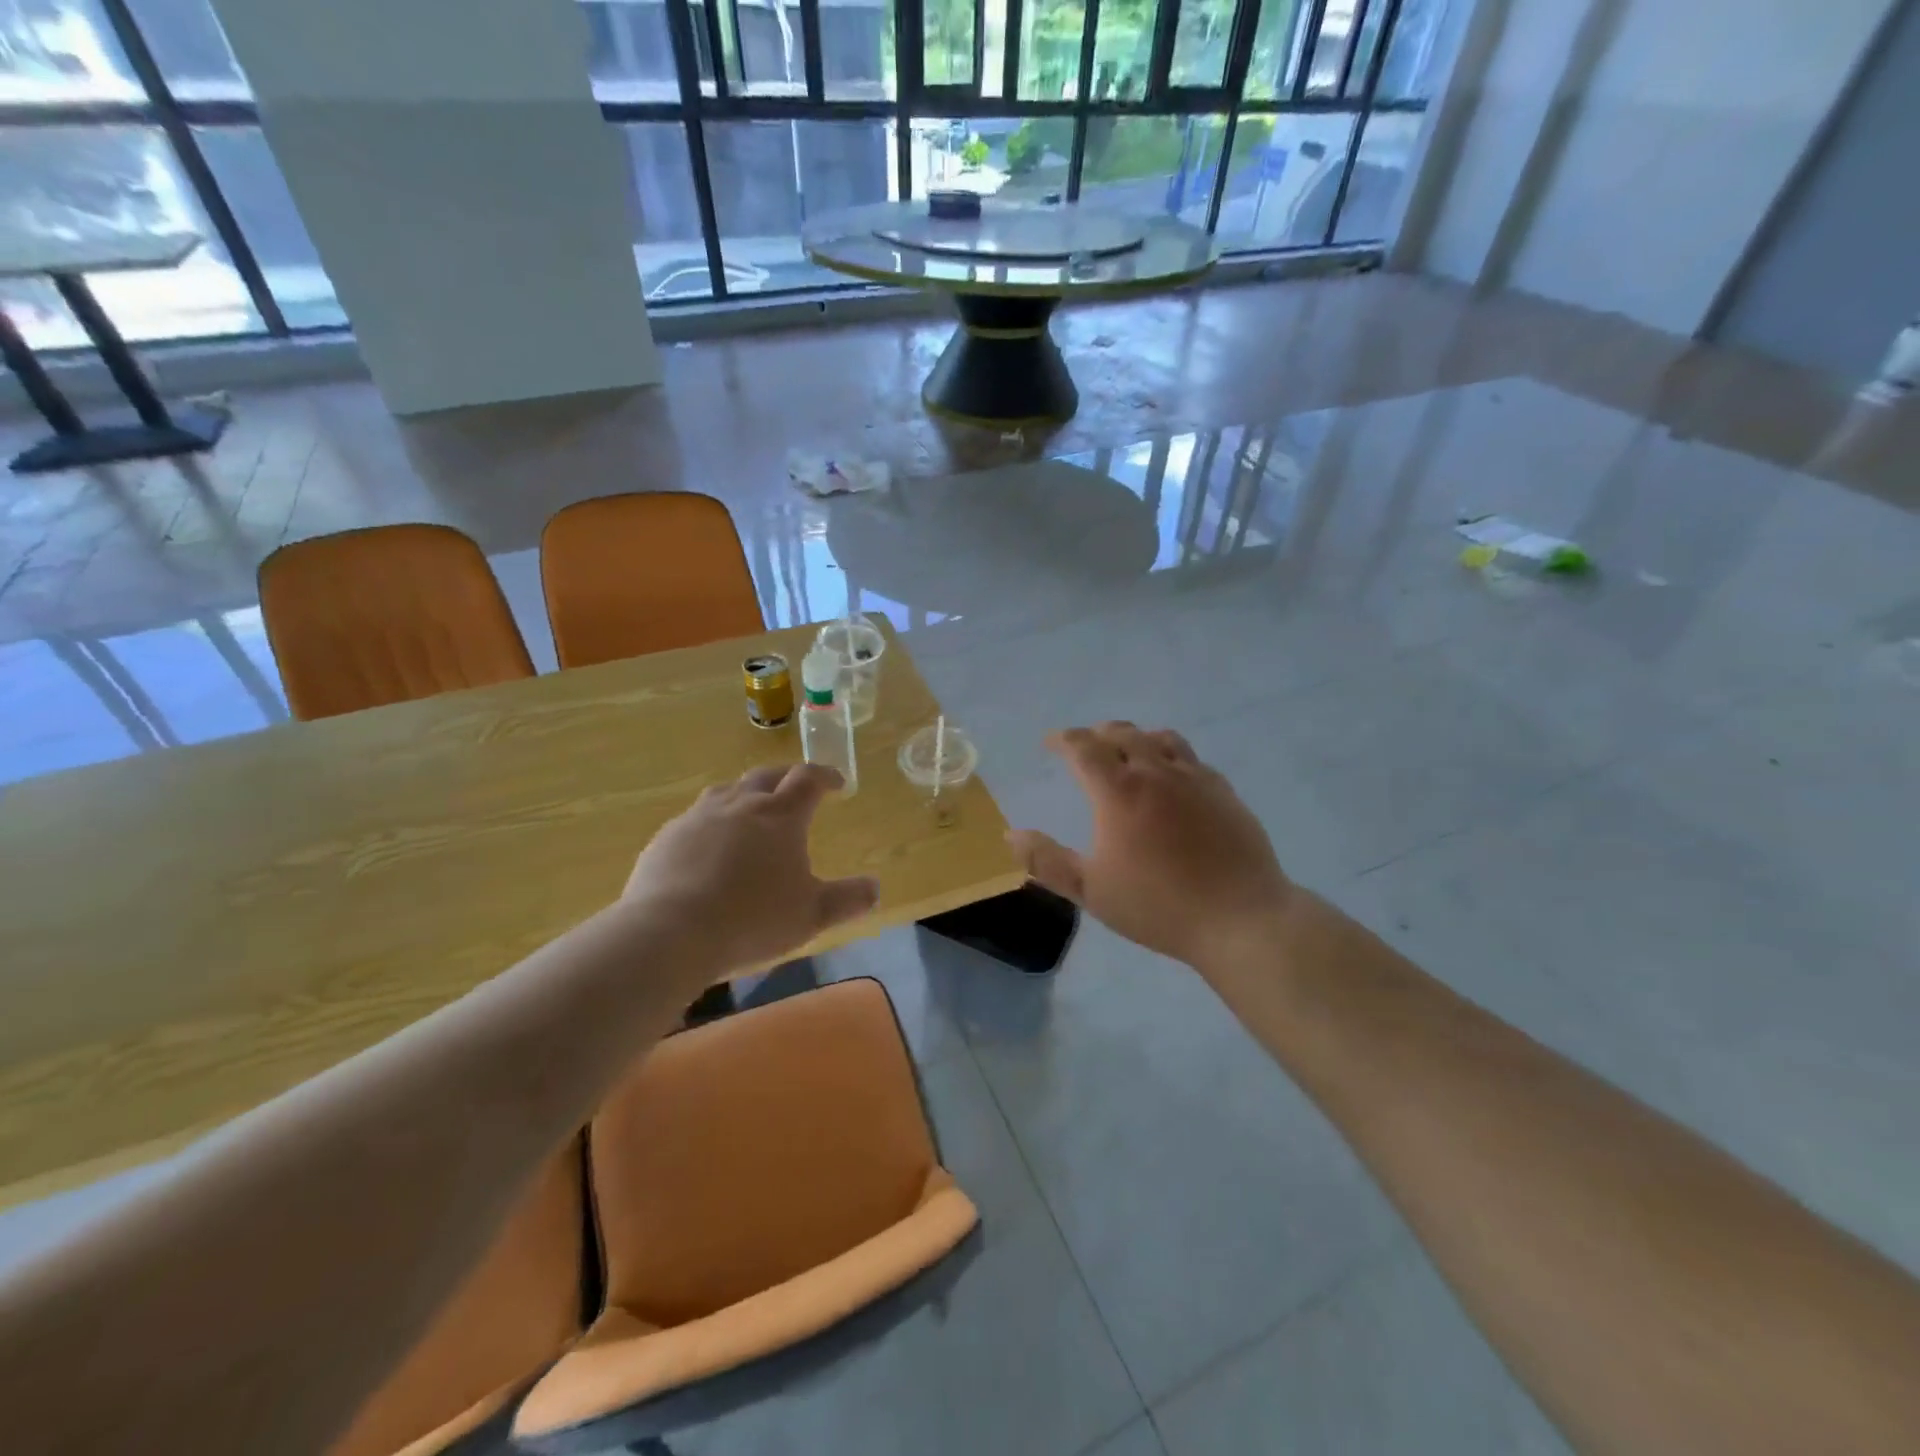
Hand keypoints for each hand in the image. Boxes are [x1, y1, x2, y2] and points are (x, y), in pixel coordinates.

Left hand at [623, 763, 879, 972]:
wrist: (670, 931)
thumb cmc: (752, 919)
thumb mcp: (811, 915)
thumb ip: (847, 900)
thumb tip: (875, 888)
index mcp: (780, 816)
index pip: (808, 779)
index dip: (825, 776)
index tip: (837, 783)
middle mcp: (740, 805)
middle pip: (767, 776)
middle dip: (786, 778)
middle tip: (796, 789)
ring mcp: (699, 817)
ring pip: (727, 791)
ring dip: (746, 794)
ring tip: (752, 810)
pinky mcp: (667, 837)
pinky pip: (695, 819)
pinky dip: (712, 823)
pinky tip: (709, 847)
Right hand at [1008, 723, 1292, 973]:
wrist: (1239, 917)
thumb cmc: (1158, 905)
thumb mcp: (1091, 890)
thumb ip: (1047, 860)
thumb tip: (1011, 835)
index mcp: (1118, 791)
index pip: (1083, 747)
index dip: (1062, 739)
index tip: (1050, 743)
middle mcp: (1155, 772)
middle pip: (1121, 733)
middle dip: (1096, 734)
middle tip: (1084, 746)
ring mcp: (1194, 778)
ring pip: (1160, 738)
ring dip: (1136, 738)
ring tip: (1127, 752)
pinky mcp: (1223, 791)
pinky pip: (1191, 758)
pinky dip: (1170, 756)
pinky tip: (1172, 777)